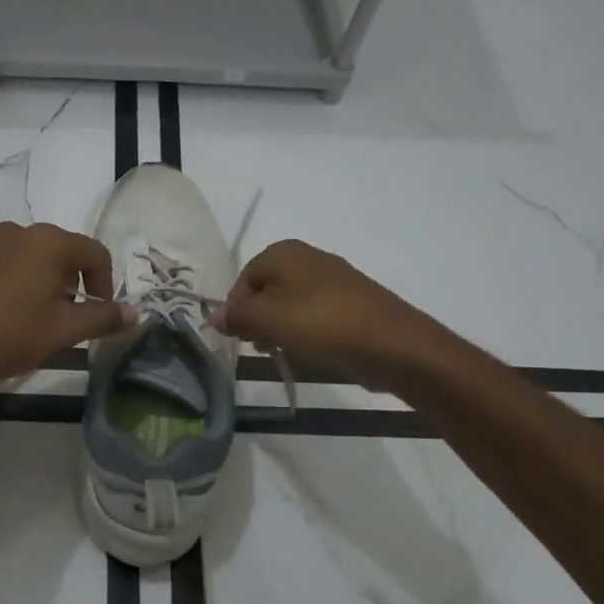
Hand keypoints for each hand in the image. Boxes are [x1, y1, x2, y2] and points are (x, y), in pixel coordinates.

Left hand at [0, 222, 135, 400]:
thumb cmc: (11, 336)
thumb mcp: (65, 330)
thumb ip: (104, 317)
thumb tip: (136, 313)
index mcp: (50, 241)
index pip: (96, 255)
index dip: (105, 285)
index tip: (98, 314)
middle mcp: (23, 230)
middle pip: (66, 251)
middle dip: (76, 283)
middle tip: (72, 317)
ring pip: (38, 256)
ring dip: (50, 280)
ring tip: (43, 315)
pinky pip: (12, 260)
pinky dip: (24, 278)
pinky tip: (16, 309)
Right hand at [216, 239, 436, 392]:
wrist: (389, 342)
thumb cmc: (318, 323)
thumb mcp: (266, 318)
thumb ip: (236, 316)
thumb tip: (214, 317)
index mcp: (283, 252)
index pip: (243, 279)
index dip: (236, 309)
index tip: (239, 338)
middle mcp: (307, 257)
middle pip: (267, 290)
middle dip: (257, 318)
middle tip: (259, 346)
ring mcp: (332, 280)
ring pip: (290, 303)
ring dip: (280, 327)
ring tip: (283, 351)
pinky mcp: (351, 303)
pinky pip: (315, 314)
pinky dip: (305, 331)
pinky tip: (309, 350)